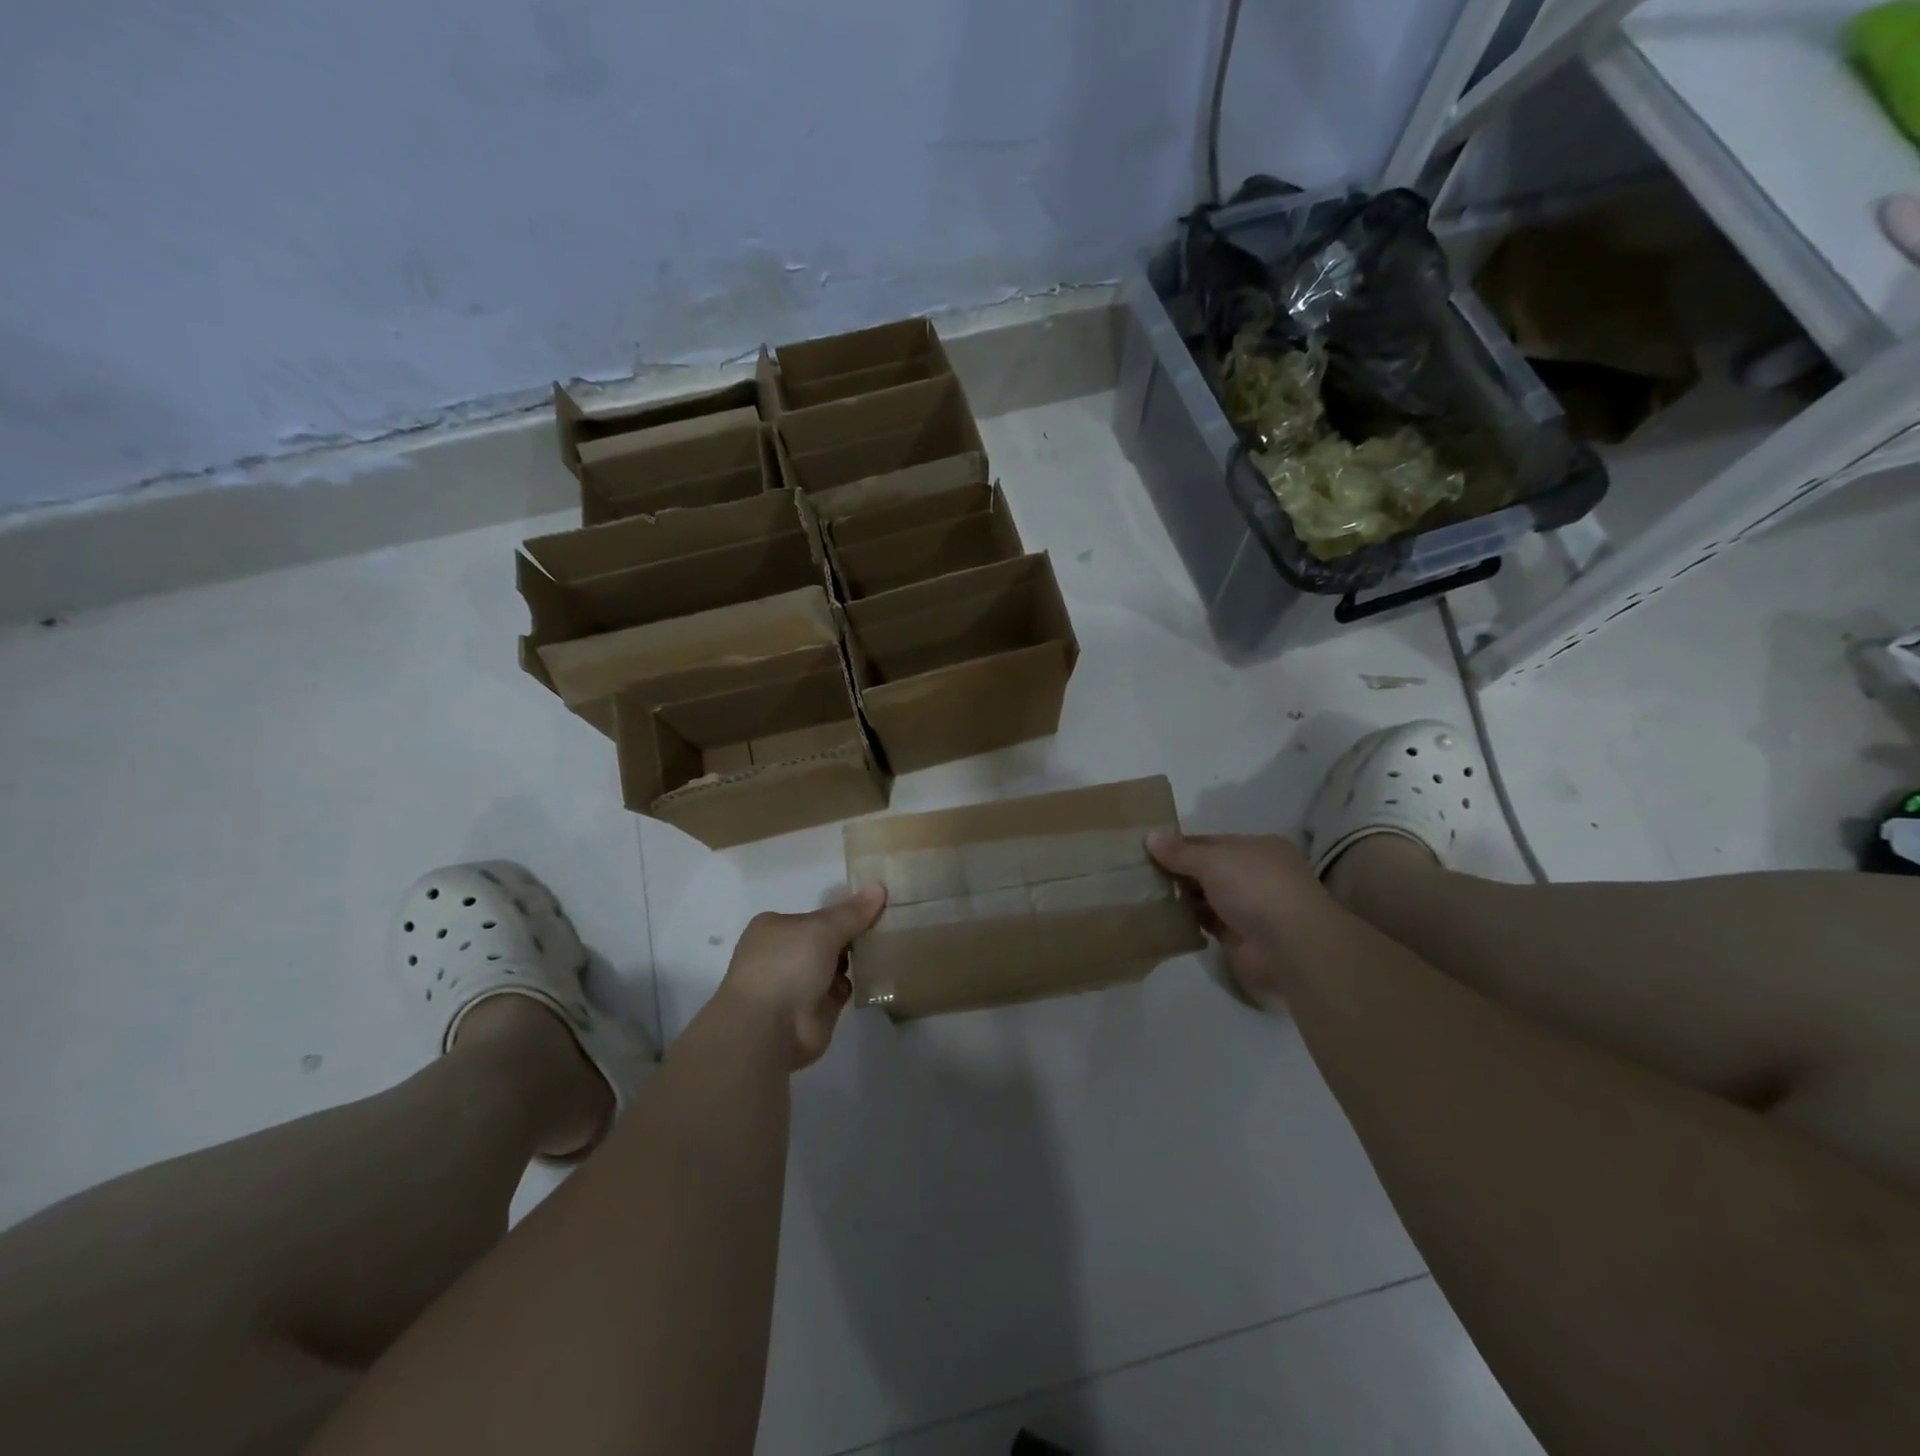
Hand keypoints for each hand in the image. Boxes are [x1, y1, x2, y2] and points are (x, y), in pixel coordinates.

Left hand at [716, 885, 886, 1069]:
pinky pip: (841, 989)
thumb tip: (879, 886)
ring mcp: (798, 984)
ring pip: (836, 964)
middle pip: (827, 938)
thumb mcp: (822, 929)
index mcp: (775, 928)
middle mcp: (783, 954)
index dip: (843, 911)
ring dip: (857, 959)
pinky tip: (879, 974)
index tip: (874, 907)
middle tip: (889, 925)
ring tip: (890, 945)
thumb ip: (852, 912)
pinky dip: (856, 984)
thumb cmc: (787, 966)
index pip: (815, 914)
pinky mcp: (814, 1010)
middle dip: (853, 935)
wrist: (769, 1030)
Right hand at [1147, 832, 1328, 1003]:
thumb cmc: (1254, 888)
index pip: (1212, 842)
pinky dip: (1188, 919)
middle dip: (1177, 870)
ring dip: (1181, 896)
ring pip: (1206, 896)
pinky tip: (1161, 916)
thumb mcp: (1213, 860)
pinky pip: (1207, 922)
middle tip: (1139, 871)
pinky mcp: (1239, 936)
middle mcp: (1256, 874)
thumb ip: (1180, 852)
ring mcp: (1249, 907)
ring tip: (1143, 892)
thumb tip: (1150, 837)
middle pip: (1208, 868)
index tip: (1148, 848)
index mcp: (1258, 848)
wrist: (1288, 946)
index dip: (1180, 844)